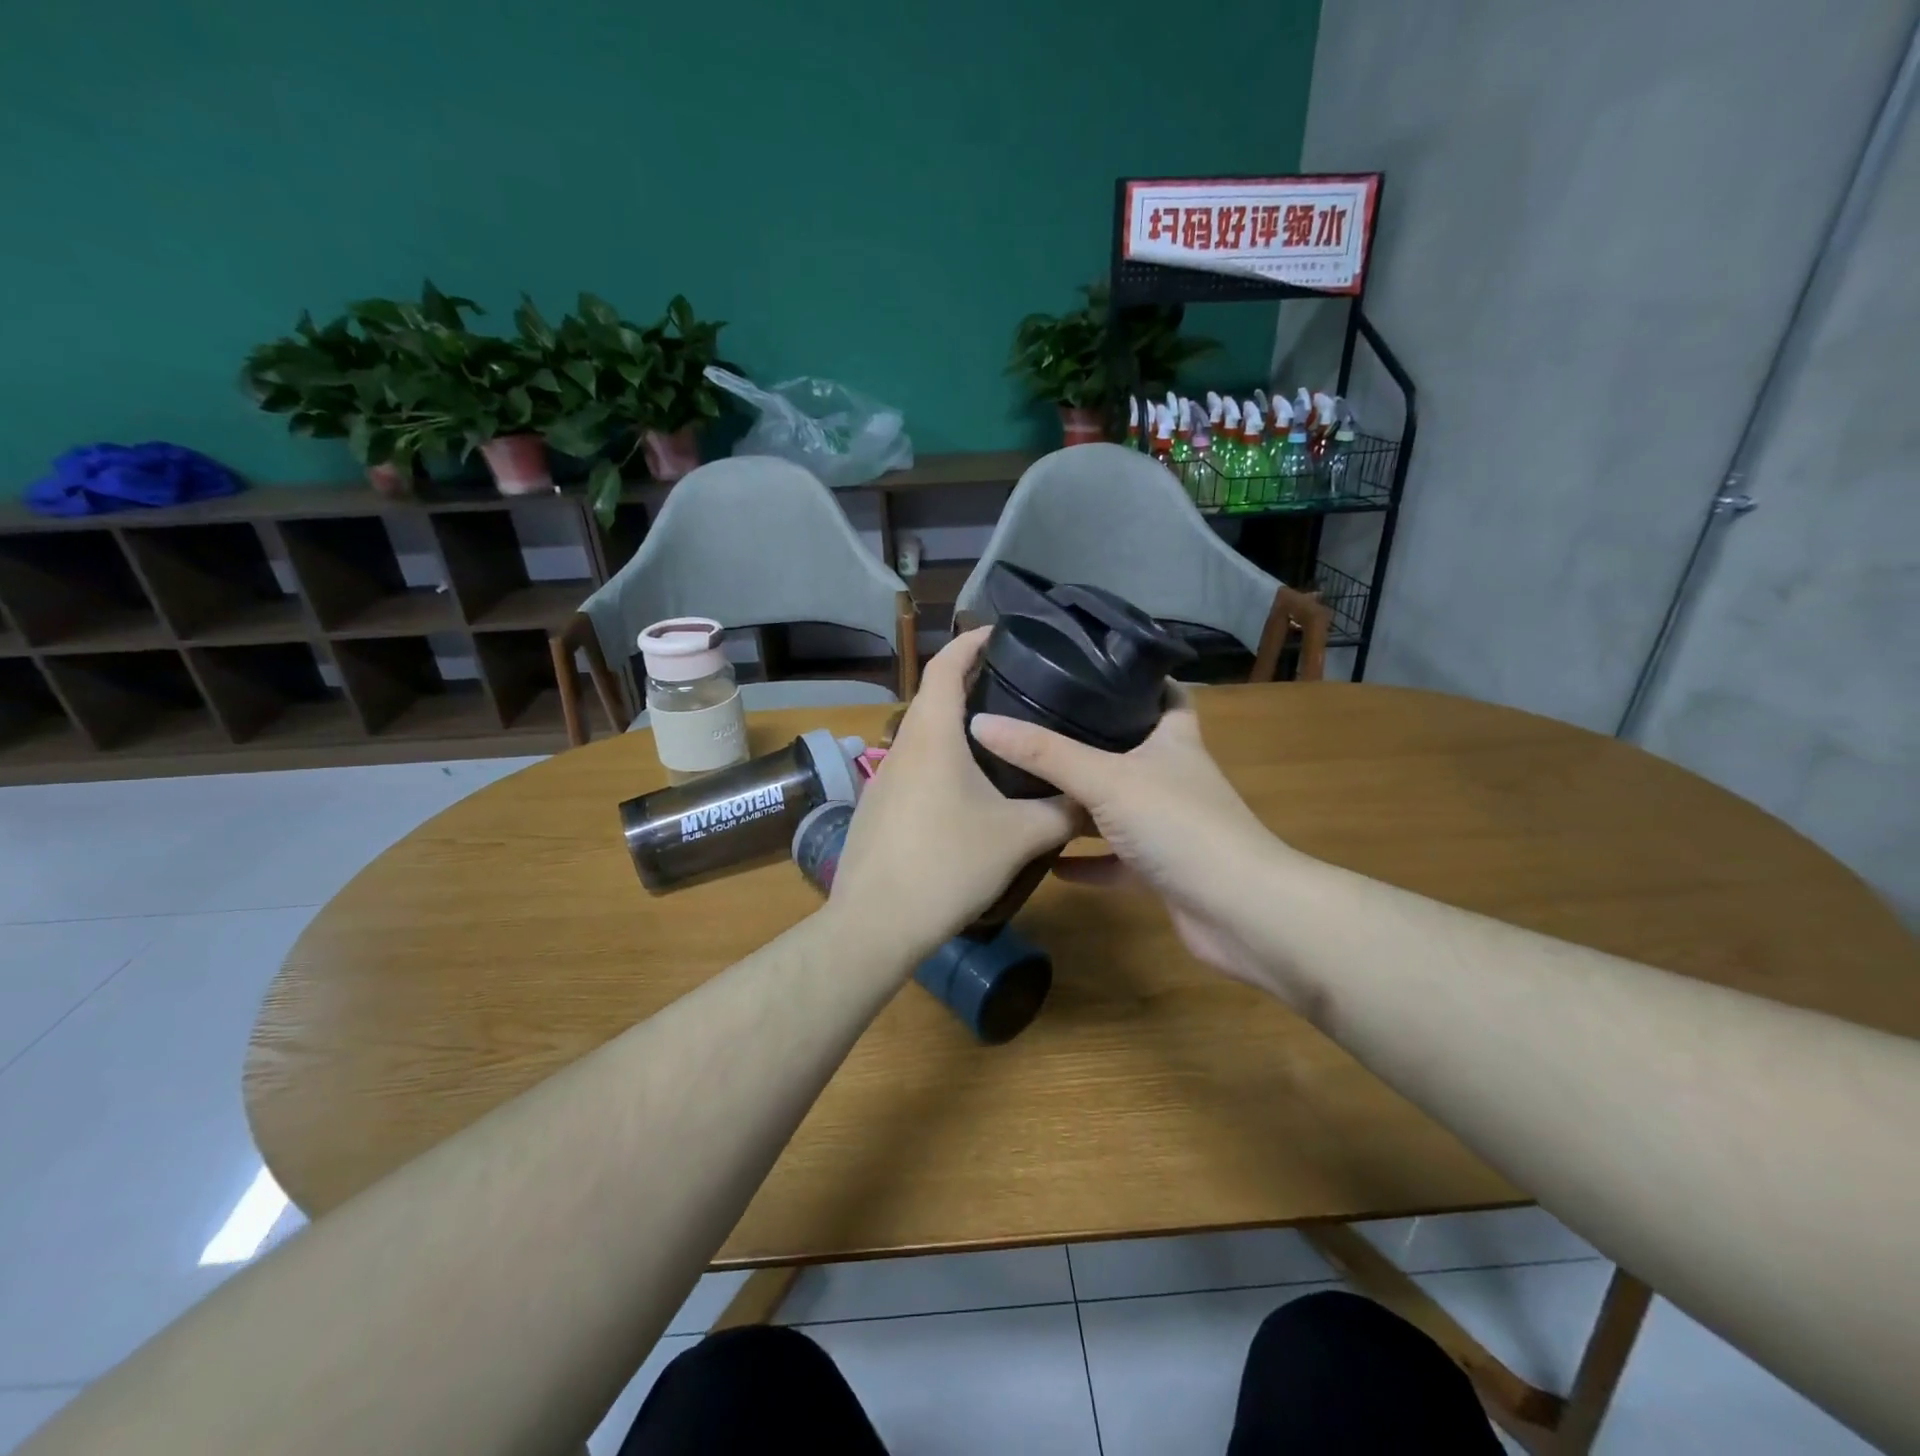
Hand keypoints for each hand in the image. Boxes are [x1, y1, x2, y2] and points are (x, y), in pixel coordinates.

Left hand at [829, 629, 1076, 959]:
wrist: (876, 924)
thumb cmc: (948, 864)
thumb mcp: (1019, 837)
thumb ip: (1062, 812)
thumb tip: (1092, 798)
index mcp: (932, 734)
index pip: (946, 666)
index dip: (972, 642)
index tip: (1002, 634)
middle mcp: (901, 746)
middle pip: (933, 697)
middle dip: (970, 683)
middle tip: (1017, 687)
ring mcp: (883, 779)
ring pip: (923, 736)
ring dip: (955, 726)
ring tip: (1001, 737)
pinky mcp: (878, 809)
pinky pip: (914, 768)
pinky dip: (941, 760)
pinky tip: (967, 791)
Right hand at [969, 686, 1289, 986]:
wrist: (1239, 912)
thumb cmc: (1179, 825)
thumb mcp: (1106, 779)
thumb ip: (1045, 753)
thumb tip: (981, 722)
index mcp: (1173, 740)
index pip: (1163, 694)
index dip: (1133, 678)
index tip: (1087, 667)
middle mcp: (1173, 777)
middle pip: (1130, 750)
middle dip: (1088, 741)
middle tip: (1034, 725)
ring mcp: (1169, 826)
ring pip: (1117, 806)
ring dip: (1080, 804)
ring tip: (1027, 788)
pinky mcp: (1161, 869)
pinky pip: (1114, 859)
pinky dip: (1084, 861)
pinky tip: (1046, 862)